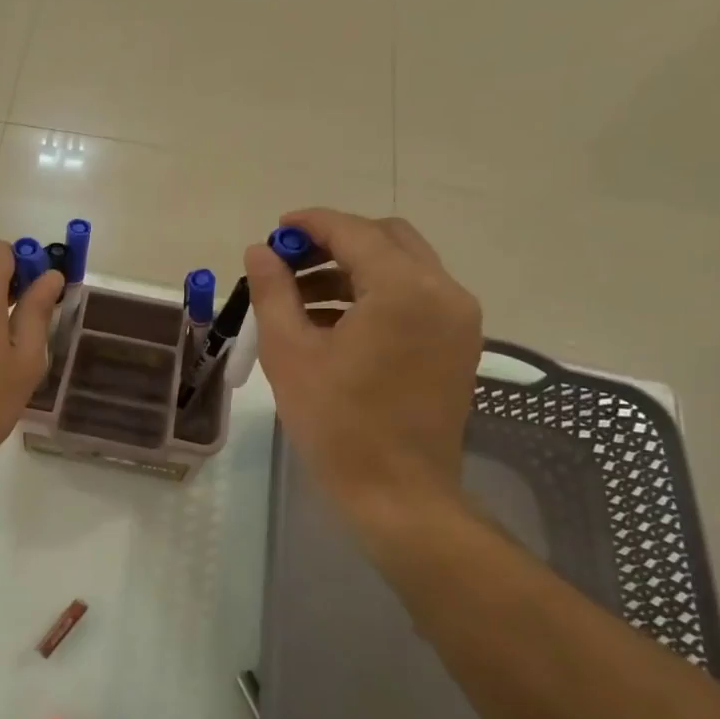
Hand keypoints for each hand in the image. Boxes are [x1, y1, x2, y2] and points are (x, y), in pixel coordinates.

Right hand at [245, 209, 481, 547]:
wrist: (398, 494)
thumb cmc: (337, 425)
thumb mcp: (290, 354)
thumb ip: (272, 292)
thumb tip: (260, 251)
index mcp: (403, 290)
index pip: (354, 232)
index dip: (311, 224)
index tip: (276, 229)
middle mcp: (443, 292)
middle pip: (387, 239)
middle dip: (335, 242)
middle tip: (289, 263)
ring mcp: (458, 320)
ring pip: (403, 267)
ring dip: (353, 269)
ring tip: (300, 298)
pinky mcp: (459, 345)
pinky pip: (416, 298)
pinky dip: (376, 295)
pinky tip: (334, 323)